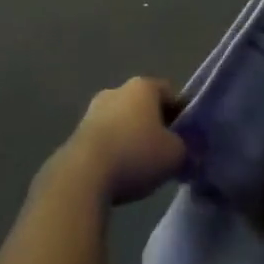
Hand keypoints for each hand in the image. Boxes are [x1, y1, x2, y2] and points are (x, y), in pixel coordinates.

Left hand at [60, 77, 185, 205]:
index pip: (170, 93)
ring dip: (133, 138)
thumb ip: (186, 148)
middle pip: (145, 106)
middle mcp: (117, 90)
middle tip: (166, 151)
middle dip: (156, 126)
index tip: (187, 137)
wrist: (82, 176)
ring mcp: (93, 110)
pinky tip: (120, 172)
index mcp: (143, 86)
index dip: (182, 114)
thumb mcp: (176, 155)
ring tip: (142, 166)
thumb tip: (184, 150)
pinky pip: (106, 138)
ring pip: (123, 121)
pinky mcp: (77, 133)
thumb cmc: (136, 155)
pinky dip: (115, 150)